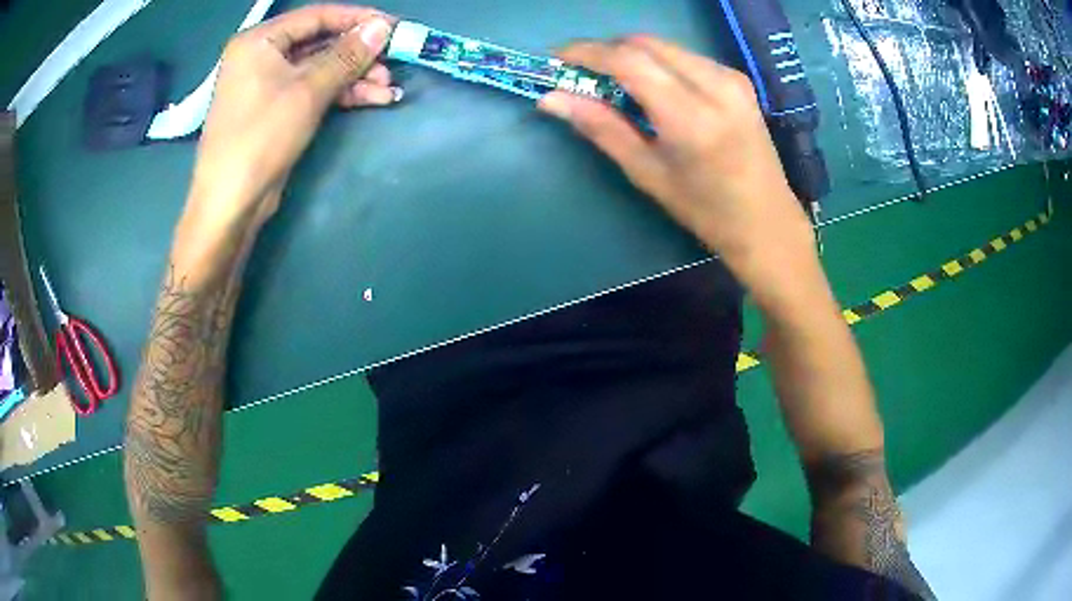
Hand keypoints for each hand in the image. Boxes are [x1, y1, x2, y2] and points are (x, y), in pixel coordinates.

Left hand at [187, 5, 399, 232]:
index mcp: (259, 41)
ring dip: (355, 77)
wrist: (230, 203)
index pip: (316, 16)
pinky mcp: (275, 109)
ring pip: (320, 69)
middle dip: (358, 55)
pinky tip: (373, 99)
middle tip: (392, 63)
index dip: (357, 19)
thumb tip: (382, 27)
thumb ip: (347, 55)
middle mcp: (261, 56)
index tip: (394, 27)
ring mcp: (267, 84)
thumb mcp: (307, 91)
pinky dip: (341, 94)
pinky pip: (312, 90)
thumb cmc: (261, 137)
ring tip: (388, 89)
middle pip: (320, 43)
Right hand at [538, 37, 814, 287]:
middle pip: (645, 43)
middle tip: (580, 73)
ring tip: (610, 81)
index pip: (629, 61)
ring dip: (631, 54)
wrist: (768, 223)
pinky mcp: (738, 79)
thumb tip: (551, 99)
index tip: (555, 59)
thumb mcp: (647, 173)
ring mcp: (731, 78)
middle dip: (606, 50)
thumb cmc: (706, 211)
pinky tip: (649, 86)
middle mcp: (715, 84)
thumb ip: (601, 127)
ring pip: (664, 46)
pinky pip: (685, 56)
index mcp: (691, 116)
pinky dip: (657, 62)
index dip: (586, 53)